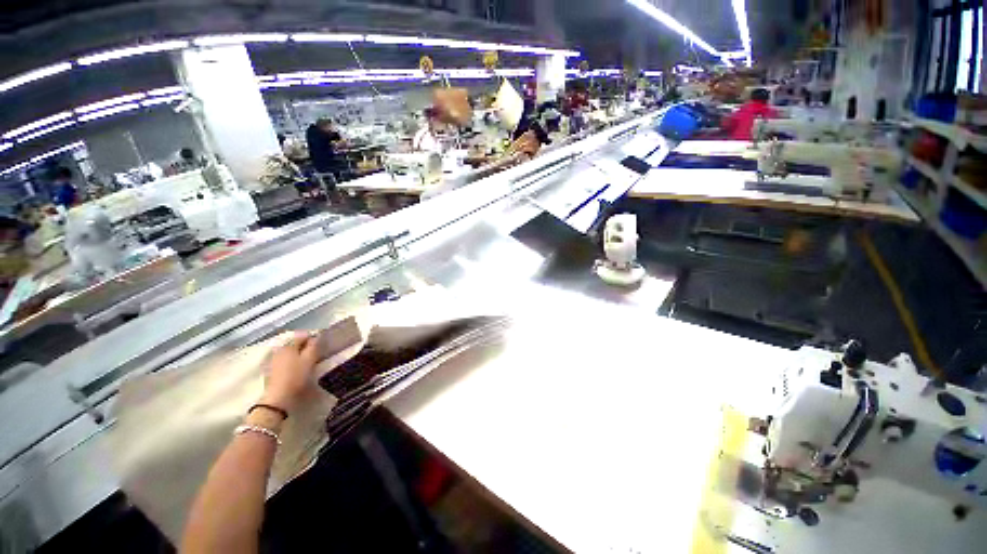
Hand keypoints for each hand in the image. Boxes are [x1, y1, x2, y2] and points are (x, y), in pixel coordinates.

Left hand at [261, 332, 320, 412]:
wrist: (279, 397)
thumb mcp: (309, 360)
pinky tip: (298, 368)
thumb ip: (313, 346)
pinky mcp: (272, 369)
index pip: (303, 335)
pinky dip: (293, 360)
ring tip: (308, 361)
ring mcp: (274, 359)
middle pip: (295, 343)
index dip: (313, 337)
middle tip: (316, 353)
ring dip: (299, 353)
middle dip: (305, 345)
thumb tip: (316, 337)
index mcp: (289, 345)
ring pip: (290, 351)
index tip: (321, 344)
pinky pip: (285, 359)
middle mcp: (279, 349)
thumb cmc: (296, 376)